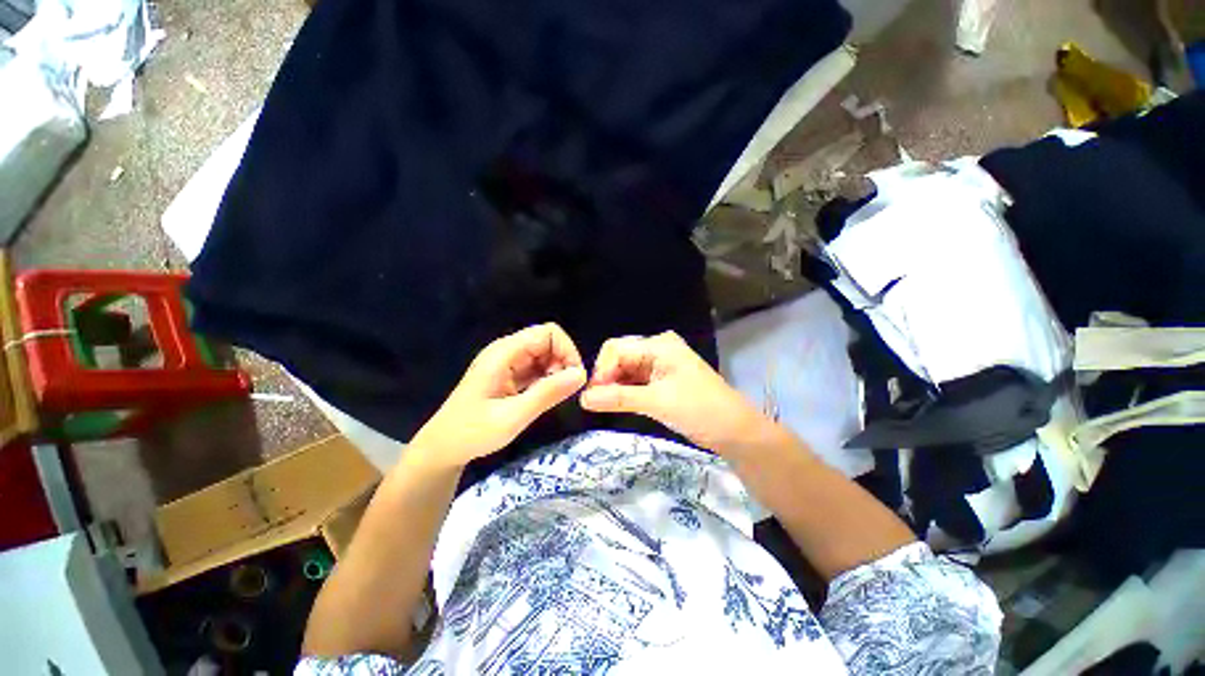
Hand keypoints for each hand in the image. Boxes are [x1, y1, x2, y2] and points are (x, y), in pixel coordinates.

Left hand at [408, 323, 586, 469]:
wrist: (442, 449)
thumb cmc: (472, 433)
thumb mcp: (512, 417)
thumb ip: (547, 394)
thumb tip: (581, 375)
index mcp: (504, 353)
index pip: (548, 332)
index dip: (567, 350)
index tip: (573, 378)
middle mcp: (507, 351)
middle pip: (548, 340)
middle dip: (563, 361)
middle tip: (564, 390)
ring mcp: (508, 362)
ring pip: (545, 354)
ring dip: (557, 370)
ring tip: (554, 395)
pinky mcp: (510, 374)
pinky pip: (537, 367)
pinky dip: (548, 378)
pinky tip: (545, 396)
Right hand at [580, 331, 781, 455]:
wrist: (735, 431)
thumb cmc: (700, 410)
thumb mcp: (657, 402)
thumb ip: (619, 398)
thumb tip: (583, 398)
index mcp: (659, 345)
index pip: (616, 349)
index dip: (601, 370)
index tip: (592, 395)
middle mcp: (657, 349)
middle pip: (619, 357)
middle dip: (605, 378)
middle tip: (595, 403)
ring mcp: (659, 364)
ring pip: (625, 370)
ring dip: (613, 386)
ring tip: (602, 405)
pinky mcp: (660, 380)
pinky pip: (634, 381)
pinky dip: (623, 392)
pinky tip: (615, 403)